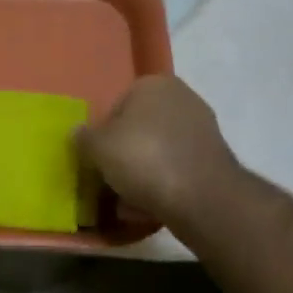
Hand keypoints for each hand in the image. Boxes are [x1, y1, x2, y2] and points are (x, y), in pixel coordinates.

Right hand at [76, 76, 246, 227]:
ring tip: (127, 202)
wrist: (203, 199)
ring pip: (158, 152)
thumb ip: (83, 137)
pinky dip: (164, 186)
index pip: (117, 106)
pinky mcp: (214, 160)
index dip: (104, 134)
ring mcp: (203, 129)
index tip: (98, 159)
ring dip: (143, 174)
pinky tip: (149, 209)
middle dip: (126, 154)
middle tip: (110, 179)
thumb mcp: (98, 147)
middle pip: (140, 129)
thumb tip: (78, 133)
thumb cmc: (144, 159)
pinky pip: (177, 171)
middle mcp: (182, 98)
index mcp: (154, 84)